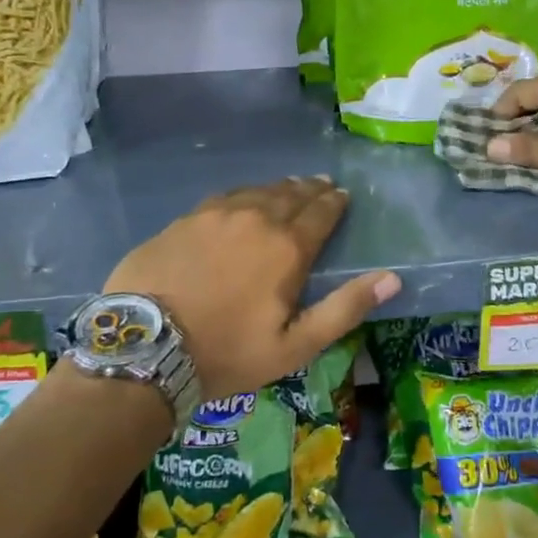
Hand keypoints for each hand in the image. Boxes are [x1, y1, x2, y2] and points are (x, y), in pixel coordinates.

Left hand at [104, 177, 400, 401]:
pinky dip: (243, 196)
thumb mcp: (295, 345)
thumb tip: (392, 278)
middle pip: (291, 194)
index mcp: (287, 247)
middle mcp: (255, 218)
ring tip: (289, 187)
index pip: (321, 213)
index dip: (335, 202)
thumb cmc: (227, 352)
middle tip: (321, 185)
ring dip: (278, 189)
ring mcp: (215, 214)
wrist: (145, 348)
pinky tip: (242, 200)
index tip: (342, 195)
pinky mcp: (184, 219)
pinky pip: (224, 198)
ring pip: (257, 191)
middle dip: (310, 189)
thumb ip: (345, 308)